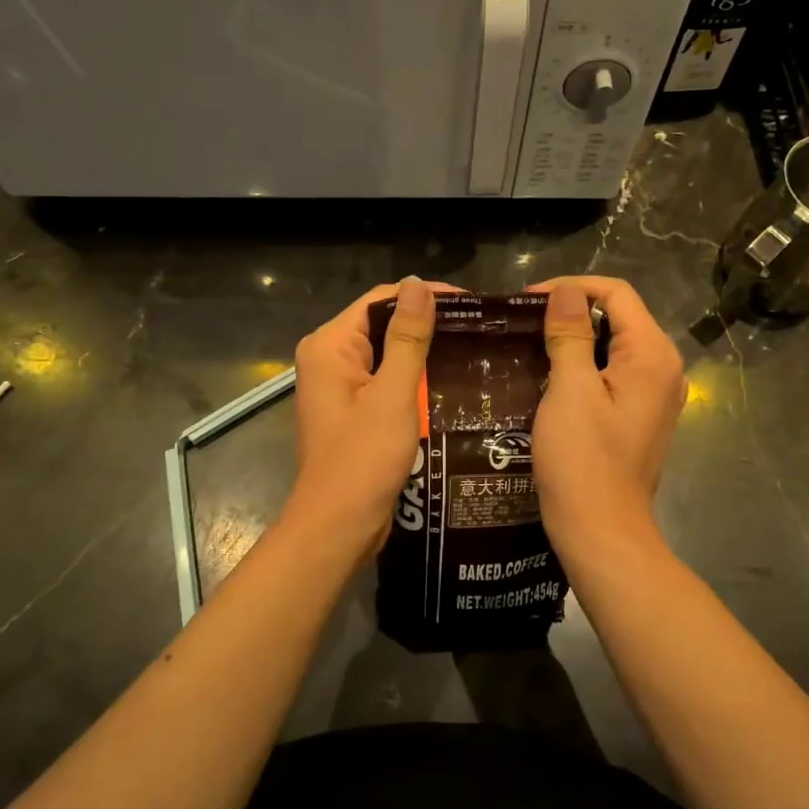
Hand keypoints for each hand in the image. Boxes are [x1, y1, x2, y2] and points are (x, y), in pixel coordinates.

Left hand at [288, 277, 458, 558]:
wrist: (340, 525)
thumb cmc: (363, 458)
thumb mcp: (392, 394)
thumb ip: (408, 338)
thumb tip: (417, 284)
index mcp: (329, 346)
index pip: (380, 300)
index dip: (423, 296)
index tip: (471, 304)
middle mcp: (329, 359)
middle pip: (382, 324)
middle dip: (427, 324)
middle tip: (478, 327)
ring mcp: (340, 387)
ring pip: (388, 354)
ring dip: (424, 352)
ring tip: (473, 349)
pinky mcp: (354, 410)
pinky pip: (387, 380)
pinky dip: (415, 378)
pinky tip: (451, 380)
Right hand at [528, 276, 685, 565]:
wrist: (601, 531)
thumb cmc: (583, 460)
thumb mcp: (570, 391)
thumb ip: (570, 335)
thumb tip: (566, 291)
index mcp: (652, 355)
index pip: (617, 293)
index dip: (572, 287)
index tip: (526, 300)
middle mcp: (664, 368)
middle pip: (619, 317)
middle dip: (571, 312)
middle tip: (523, 322)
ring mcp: (655, 395)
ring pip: (614, 346)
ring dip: (574, 339)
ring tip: (529, 344)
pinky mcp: (640, 416)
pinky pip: (613, 374)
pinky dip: (584, 366)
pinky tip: (550, 376)